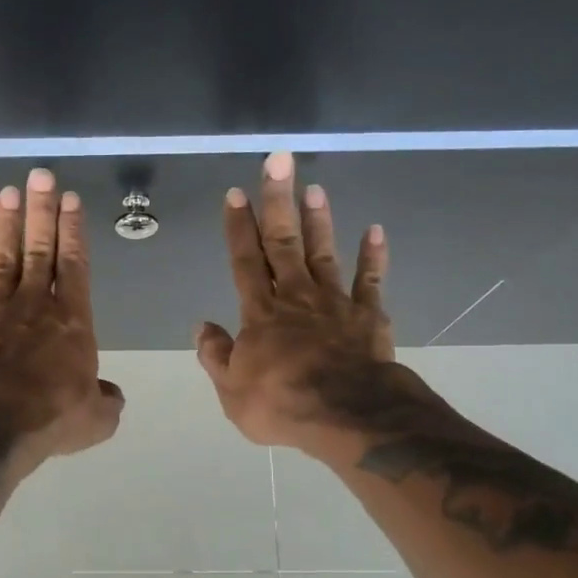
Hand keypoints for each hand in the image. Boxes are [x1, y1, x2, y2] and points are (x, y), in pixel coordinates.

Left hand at [0, 167, 123, 465]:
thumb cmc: (50, 418)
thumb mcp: (95, 419)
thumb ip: (105, 401)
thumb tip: (110, 395)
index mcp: (71, 321)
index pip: (74, 264)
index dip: (73, 230)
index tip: (69, 199)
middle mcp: (34, 305)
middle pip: (39, 249)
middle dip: (41, 211)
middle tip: (40, 175)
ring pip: (3, 258)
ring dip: (6, 225)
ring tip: (7, 193)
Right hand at [197, 151, 426, 456]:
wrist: (348, 416)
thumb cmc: (282, 404)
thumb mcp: (232, 390)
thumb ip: (216, 355)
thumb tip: (202, 326)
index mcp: (260, 313)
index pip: (244, 261)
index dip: (238, 226)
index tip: (235, 193)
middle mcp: (295, 296)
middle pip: (283, 242)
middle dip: (277, 201)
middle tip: (279, 161)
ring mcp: (334, 302)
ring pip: (322, 253)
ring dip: (318, 220)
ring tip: (314, 188)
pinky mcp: (368, 315)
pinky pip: (370, 281)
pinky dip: (373, 256)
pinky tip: (375, 230)